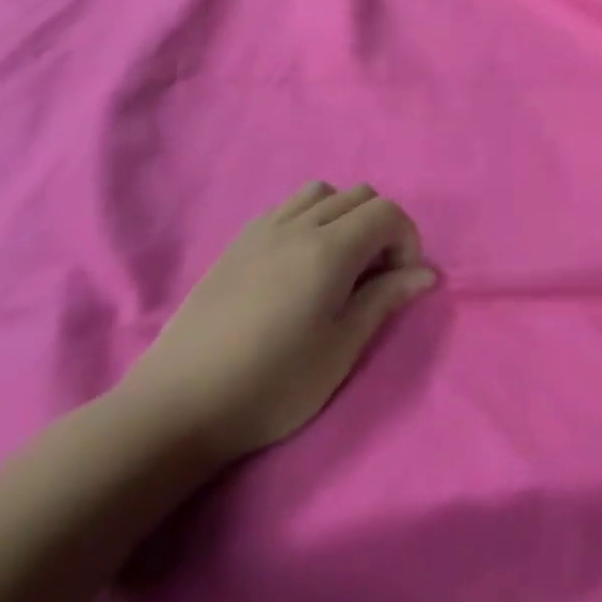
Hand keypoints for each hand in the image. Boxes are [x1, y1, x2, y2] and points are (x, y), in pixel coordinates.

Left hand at [116, 184, 436, 464]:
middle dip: (381, 226)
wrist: (176, 408)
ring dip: (344, 216)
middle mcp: (300, 225)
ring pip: (323, 192)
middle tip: (373, 277)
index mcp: (330, 249)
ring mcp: (264, 229)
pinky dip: (309, 218)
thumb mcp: (340, 350)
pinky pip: (287, 206)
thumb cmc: (270, 385)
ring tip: (338, 263)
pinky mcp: (237, 243)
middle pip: (360, 195)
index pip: (388, 212)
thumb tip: (426, 273)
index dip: (407, 240)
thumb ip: (385, 301)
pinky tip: (298, 263)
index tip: (399, 282)